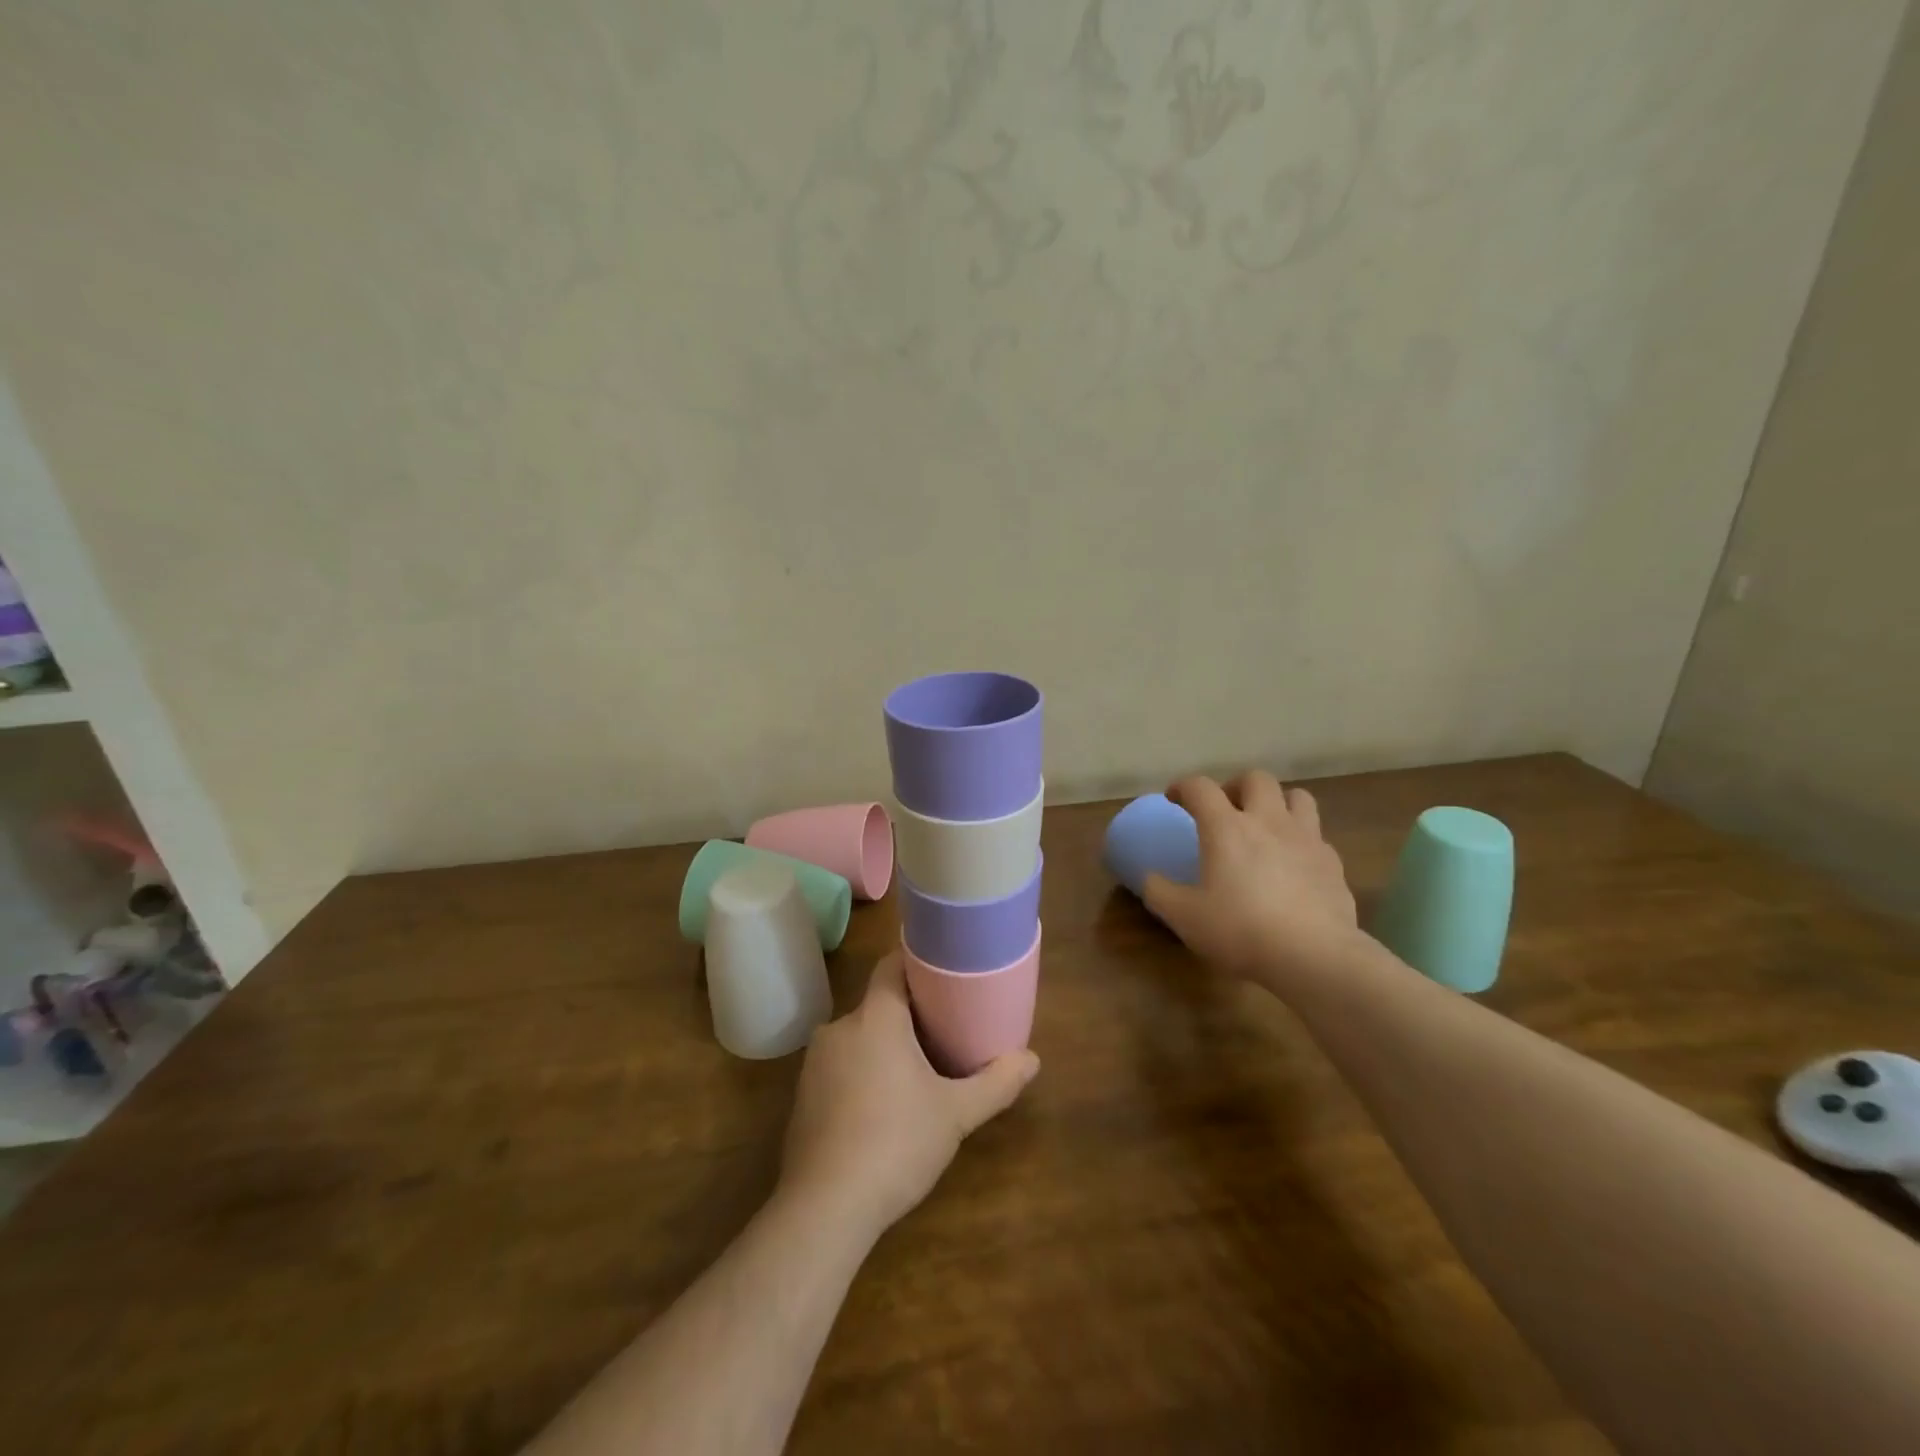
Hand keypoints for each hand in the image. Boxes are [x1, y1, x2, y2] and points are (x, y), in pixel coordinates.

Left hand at [779, 950, 1038, 1238]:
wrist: (824, 1208)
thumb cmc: (896, 1144)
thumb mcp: (955, 1115)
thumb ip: (995, 1084)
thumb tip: (1032, 1059)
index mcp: (876, 1017)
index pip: (891, 965)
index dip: (916, 962)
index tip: (943, 972)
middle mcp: (840, 1027)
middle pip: (878, 1004)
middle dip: (908, 1014)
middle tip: (943, 1030)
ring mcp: (815, 1062)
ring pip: (858, 1037)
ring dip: (884, 1046)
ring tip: (916, 1070)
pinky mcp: (802, 1094)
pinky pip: (840, 1066)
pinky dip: (860, 1072)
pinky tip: (880, 1106)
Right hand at [1144, 771, 1359, 988]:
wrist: (1314, 956)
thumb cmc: (1240, 930)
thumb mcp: (1184, 917)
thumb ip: (1159, 892)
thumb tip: (1149, 878)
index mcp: (1226, 827)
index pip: (1200, 787)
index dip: (1183, 787)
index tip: (1173, 799)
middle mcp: (1268, 821)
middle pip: (1256, 779)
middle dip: (1236, 786)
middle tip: (1225, 809)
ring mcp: (1306, 839)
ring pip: (1297, 797)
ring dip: (1278, 803)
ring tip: (1265, 826)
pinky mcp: (1333, 863)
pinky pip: (1317, 836)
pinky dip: (1301, 840)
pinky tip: (1293, 864)